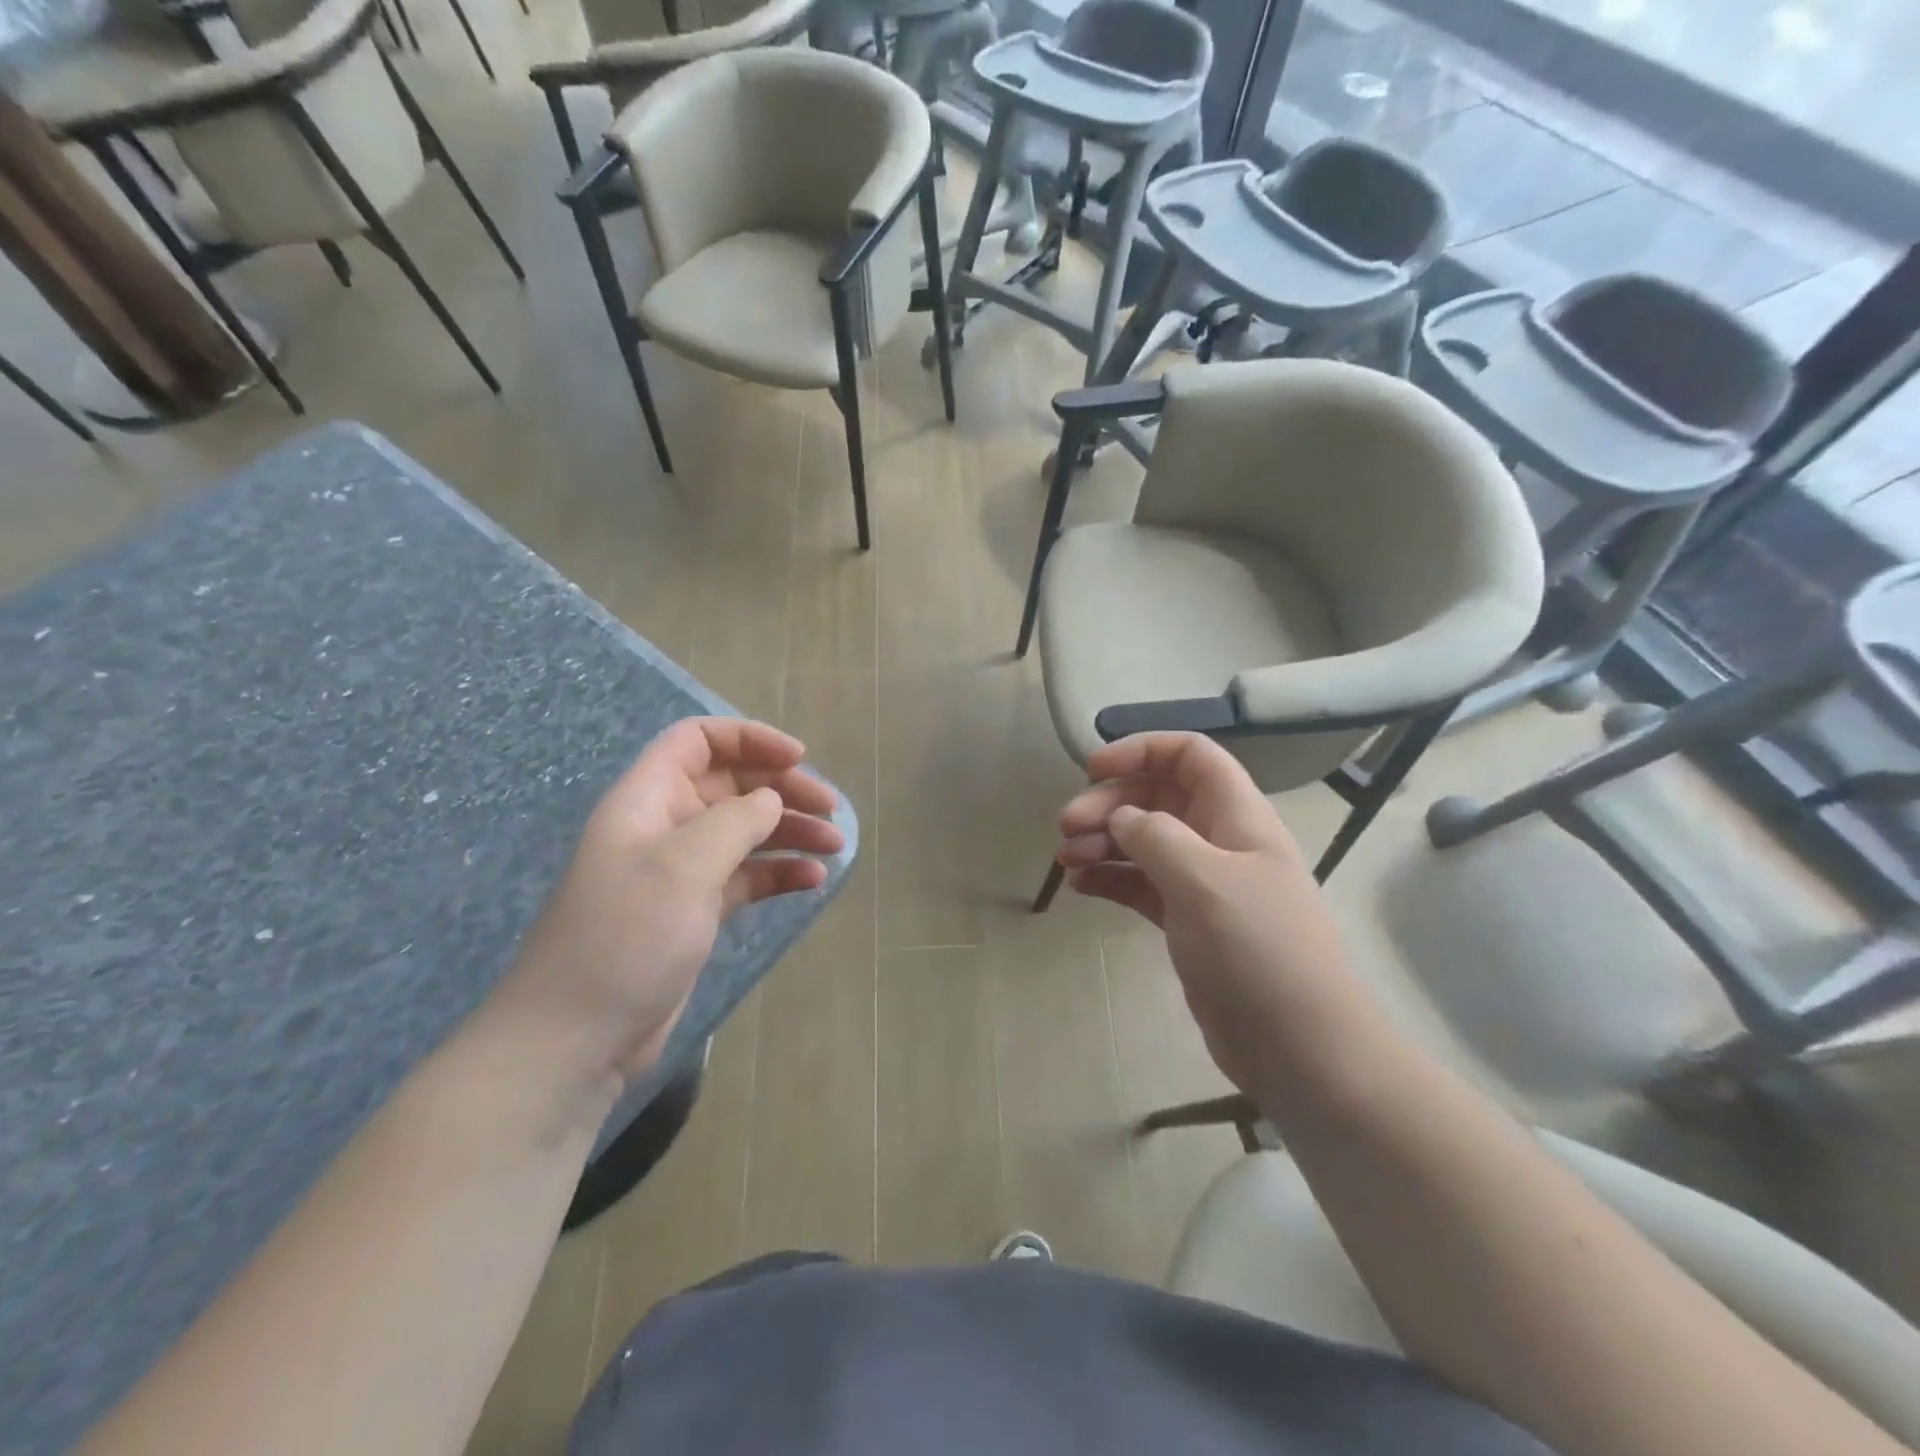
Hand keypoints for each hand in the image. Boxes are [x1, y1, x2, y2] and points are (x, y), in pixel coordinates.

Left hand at [493, 718, 842, 1090]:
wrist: (577, 1038)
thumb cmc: (626, 936)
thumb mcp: (683, 866)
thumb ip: (736, 821)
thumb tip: (771, 799)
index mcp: (649, 799)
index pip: (698, 741)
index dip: (749, 738)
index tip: (798, 758)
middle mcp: (665, 826)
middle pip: (732, 785)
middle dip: (783, 789)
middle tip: (830, 810)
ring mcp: (681, 872)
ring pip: (745, 832)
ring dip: (790, 832)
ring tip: (835, 846)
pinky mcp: (696, 912)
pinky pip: (746, 877)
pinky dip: (779, 873)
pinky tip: (813, 882)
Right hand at [1056, 733, 1371, 1101]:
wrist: (1299, 1047)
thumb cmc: (1257, 950)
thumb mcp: (1204, 880)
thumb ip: (1156, 836)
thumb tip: (1121, 818)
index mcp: (1236, 815)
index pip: (1190, 756)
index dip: (1142, 750)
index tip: (1094, 769)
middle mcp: (1219, 841)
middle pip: (1157, 798)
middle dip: (1109, 803)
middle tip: (1066, 827)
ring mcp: (1203, 884)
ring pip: (1144, 842)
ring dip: (1102, 841)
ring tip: (1065, 860)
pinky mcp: (1188, 922)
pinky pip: (1140, 884)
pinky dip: (1110, 878)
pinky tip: (1080, 886)